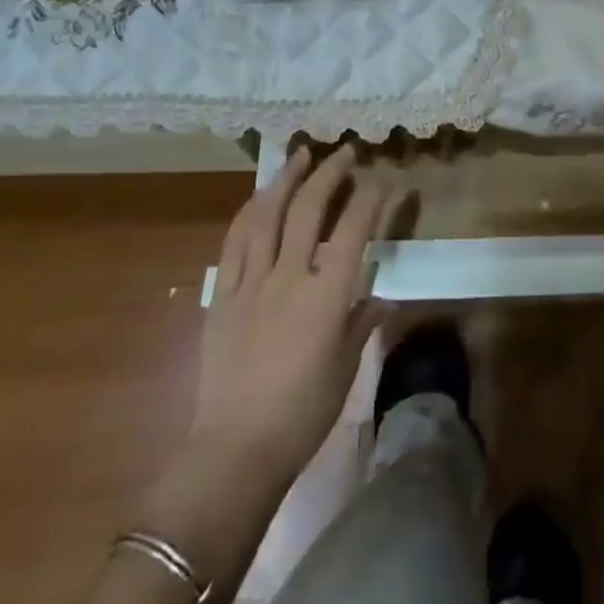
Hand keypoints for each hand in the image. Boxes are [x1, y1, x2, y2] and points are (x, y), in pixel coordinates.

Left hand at [188, 145, 401, 482]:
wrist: (235, 451)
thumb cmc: (302, 415)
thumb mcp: (345, 368)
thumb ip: (363, 323)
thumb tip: (380, 297)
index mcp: (326, 296)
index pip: (353, 229)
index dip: (370, 197)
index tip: (382, 179)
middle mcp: (289, 277)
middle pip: (309, 209)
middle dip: (330, 173)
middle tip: (343, 152)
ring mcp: (251, 282)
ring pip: (267, 214)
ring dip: (286, 179)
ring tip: (299, 155)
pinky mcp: (222, 294)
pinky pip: (234, 242)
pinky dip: (249, 212)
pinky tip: (259, 197)